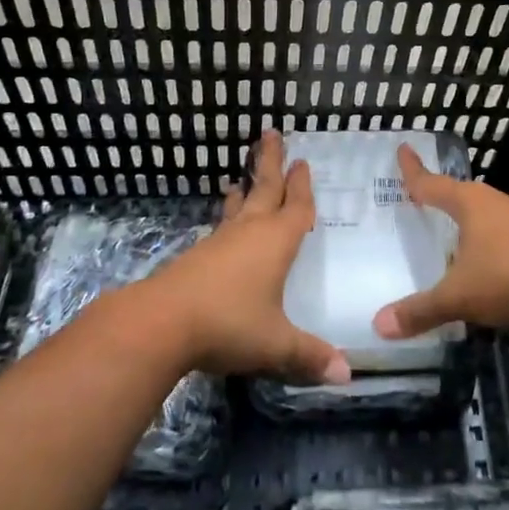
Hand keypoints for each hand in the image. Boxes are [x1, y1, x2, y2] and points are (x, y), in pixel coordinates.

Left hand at [147, 130, 349, 385]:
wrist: (161, 322)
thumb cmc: (229, 324)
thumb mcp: (276, 343)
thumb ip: (310, 356)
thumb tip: (346, 376)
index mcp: (276, 242)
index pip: (296, 208)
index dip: (303, 187)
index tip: (304, 162)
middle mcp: (249, 232)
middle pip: (264, 189)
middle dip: (271, 163)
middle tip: (271, 133)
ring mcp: (220, 241)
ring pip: (239, 206)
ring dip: (245, 188)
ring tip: (241, 176)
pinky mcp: (197, 256)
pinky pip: (221, 226)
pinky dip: (227, 215)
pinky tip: (223, 224)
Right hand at [373, 144, 508, 340]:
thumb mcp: (458, 296)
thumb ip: (420, 310)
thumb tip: (379, 325)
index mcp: (469, 204)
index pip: (431, 183)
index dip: (413, 170)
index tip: (403, 148)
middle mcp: (494, 204)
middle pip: (460, 194)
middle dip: (441, 195)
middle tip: (420, 197)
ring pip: (484, 215)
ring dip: (466, 221)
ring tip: (449, 232)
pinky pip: (501, 237)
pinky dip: (485, 244)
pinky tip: (483, 263)